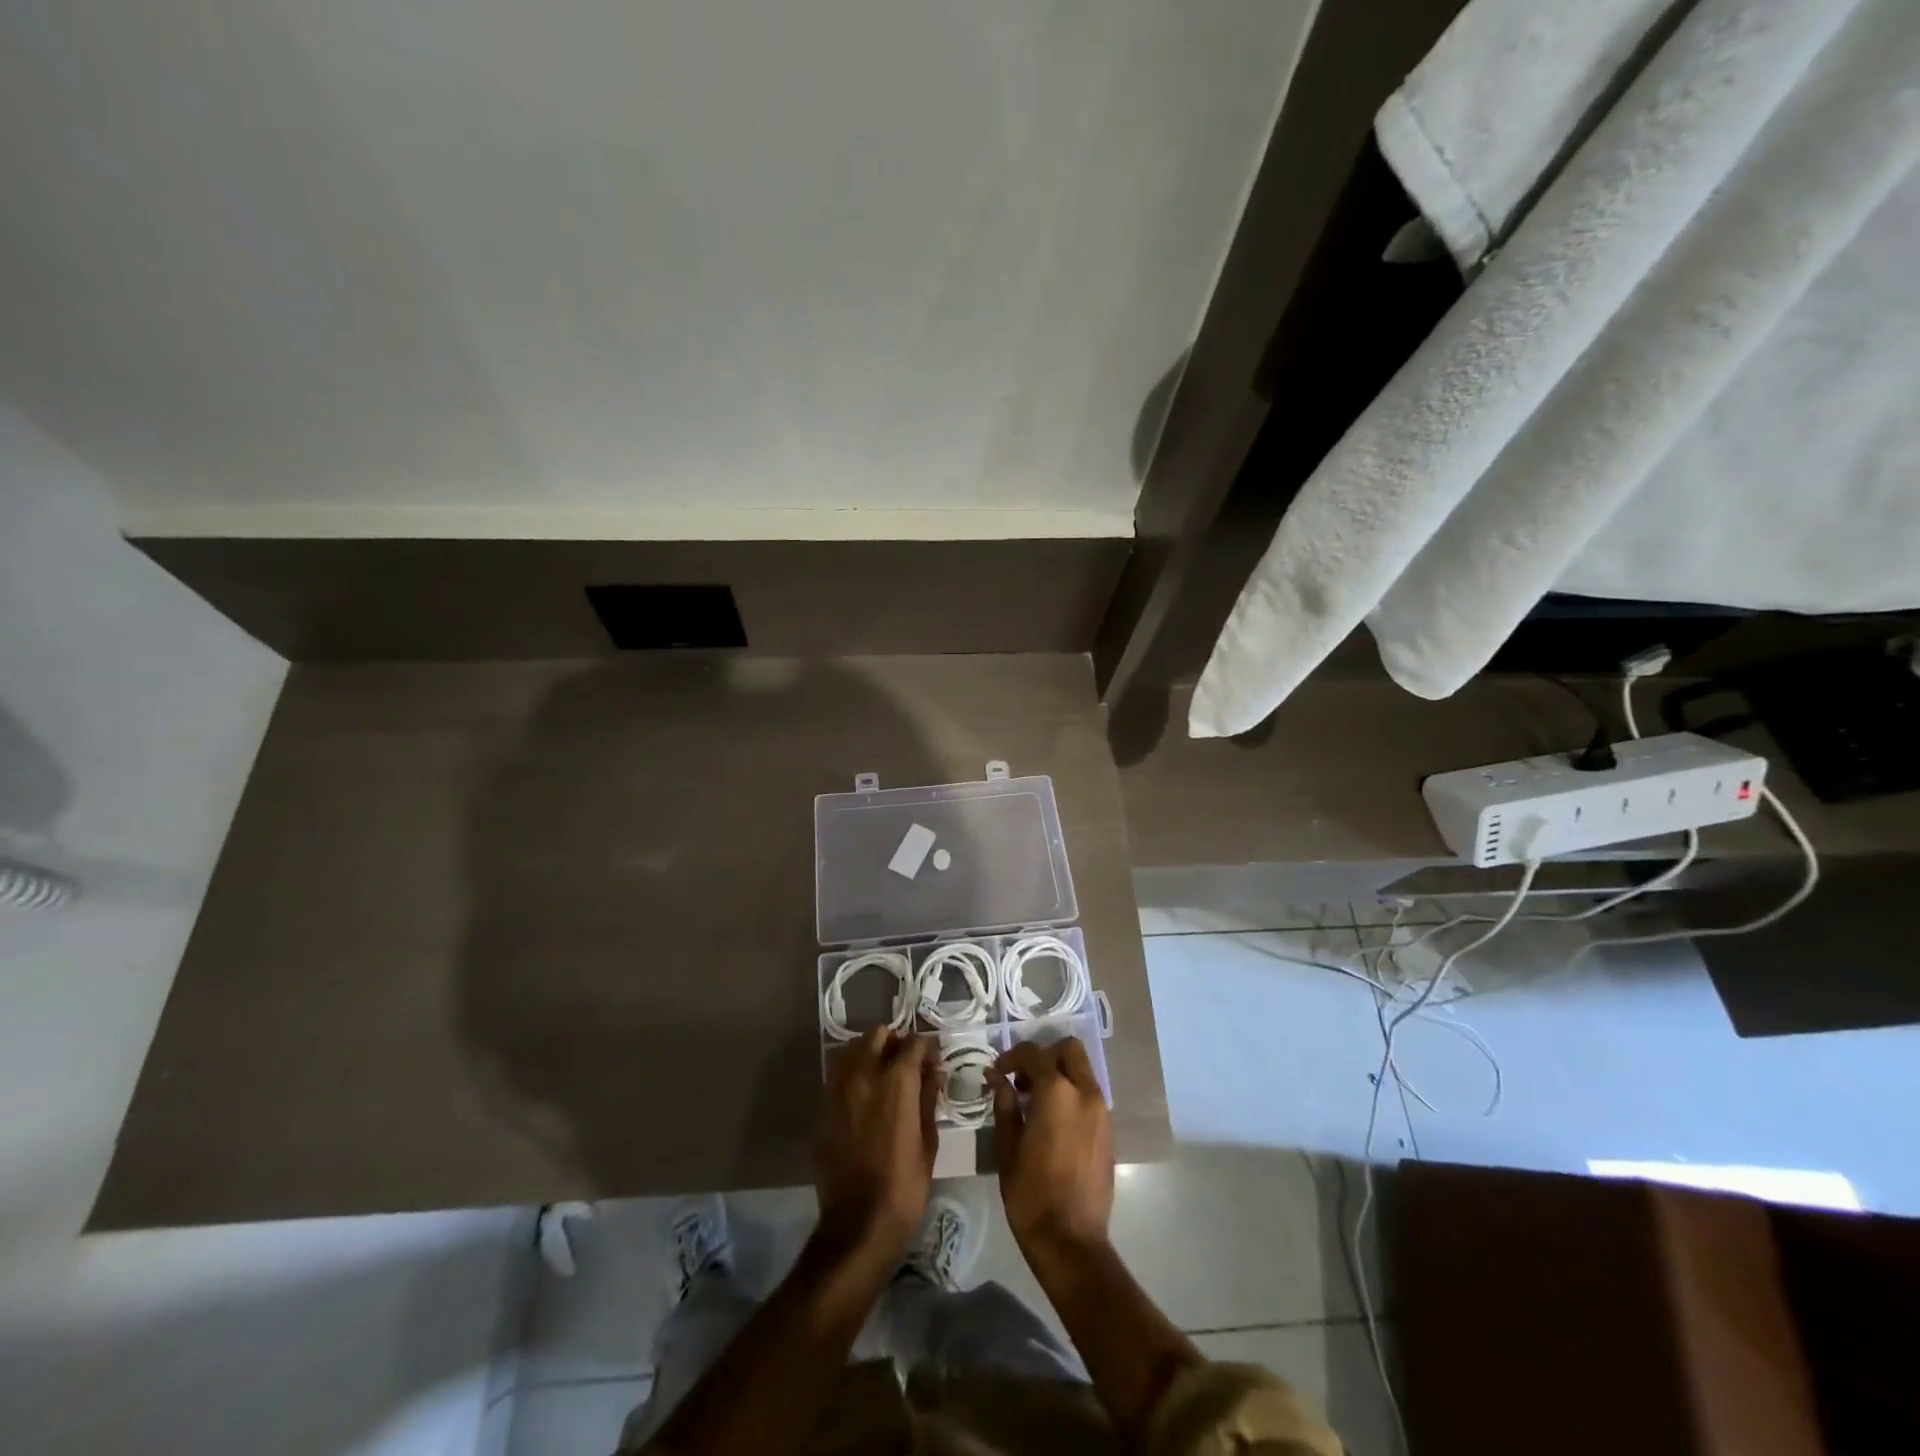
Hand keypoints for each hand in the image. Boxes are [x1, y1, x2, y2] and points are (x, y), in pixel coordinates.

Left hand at [815, 1028, 937, 1262]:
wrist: (857, 1225)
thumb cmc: (904, 1187)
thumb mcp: (928, 1142)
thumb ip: (929, 1099)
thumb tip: (934, 1073)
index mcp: (896, 1083)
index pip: (913, 1043)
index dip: (927, 1046)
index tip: (934, 1059)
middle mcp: (864, 1076)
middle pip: (878, 1035)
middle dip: (896, 1042)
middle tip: (908, 1062)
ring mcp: (839, 1090)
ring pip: (853, 1049)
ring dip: (871, 1052)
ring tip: (885, 1074)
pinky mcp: (824, 1108)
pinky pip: (838, 1074)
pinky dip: (853, 1072)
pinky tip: (866, 1094)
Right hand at [991, 1038, 1113, 1260]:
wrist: (1071, 1241)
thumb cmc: (1031, 1194)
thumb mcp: (1007, 1147)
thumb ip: (1005, 1105)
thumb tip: (999, 1079)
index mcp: (1057, 1092)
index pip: (1034, 1053)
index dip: (1012, 1057)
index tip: (998, 1072)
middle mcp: (1085, 1093)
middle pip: (1069, 1050)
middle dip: (1044, 1056)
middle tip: (1023, 1079)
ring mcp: (1102, 1112)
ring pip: (1082, 1071)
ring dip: (1060, 1074)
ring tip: (1034, 1102)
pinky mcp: (1109, 1131)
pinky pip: (1090, 1095)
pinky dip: (1072, 1094)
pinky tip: (1053, 1122)